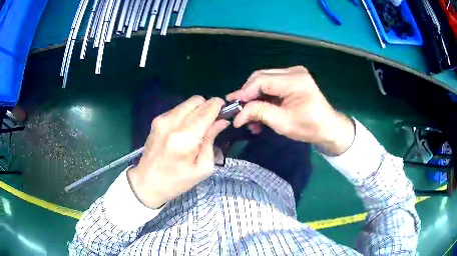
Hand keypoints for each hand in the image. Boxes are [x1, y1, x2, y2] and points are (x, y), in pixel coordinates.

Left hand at [127, 96, 229, 208]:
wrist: (147, 182)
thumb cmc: (177, 181)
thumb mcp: (202, 167)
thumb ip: (211, 140)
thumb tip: (221, 122)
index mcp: (186, 137)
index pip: (206, 110)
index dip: (218, 106)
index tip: (225, 110)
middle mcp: (172, 123)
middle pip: (197, 101)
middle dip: (208, 107)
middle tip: (213, 121)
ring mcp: (162, 119)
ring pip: (187, 103)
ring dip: (197, 110)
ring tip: (199, 126)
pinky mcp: (156, 120)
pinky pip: (178, 109)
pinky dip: (187, 114)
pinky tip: (186, 129)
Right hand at [226, 66, 354, 154]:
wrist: (328, 128)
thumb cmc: (309, 127)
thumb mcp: (283, 123)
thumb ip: (259, 113)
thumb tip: (238, 114)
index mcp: (295, 80)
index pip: (261, 80)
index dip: (244, 92)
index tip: (232, 105)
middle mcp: (294, 72)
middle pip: (261, 77)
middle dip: (248, 95)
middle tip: (239, 111)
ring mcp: (294, 74)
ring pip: (264, 81)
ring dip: (255, 98)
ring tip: (250, 117)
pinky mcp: (293, 79)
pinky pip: (272, 85)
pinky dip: (264, 98)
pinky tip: (260, 112)